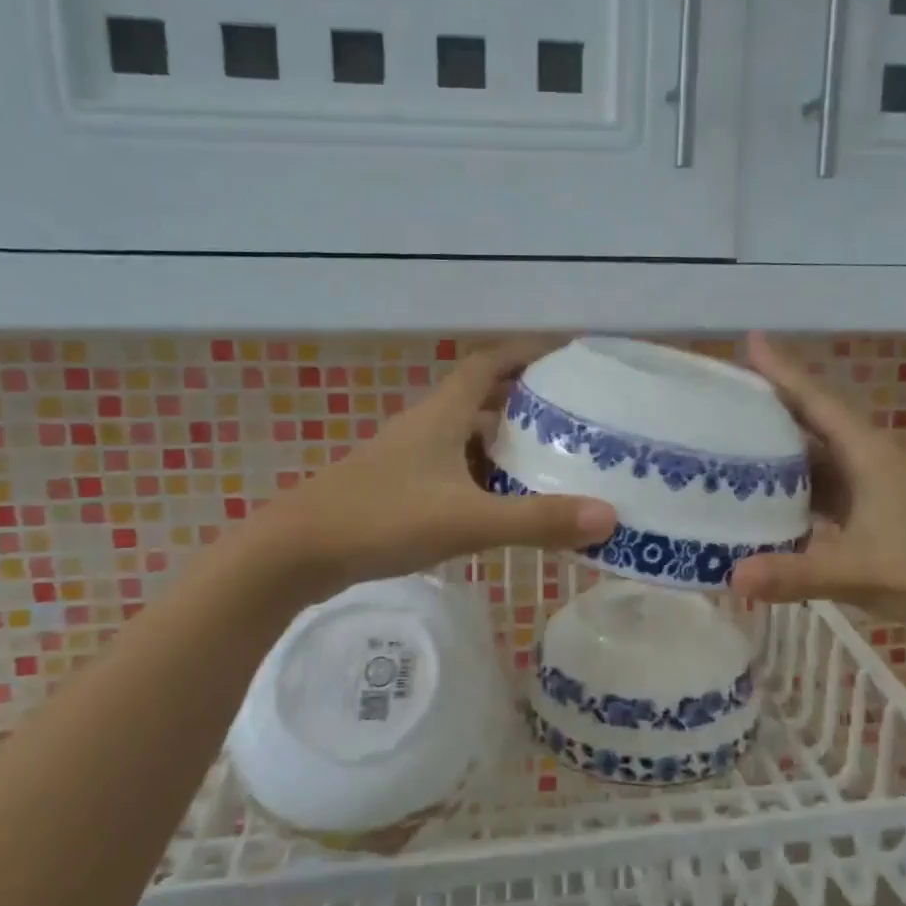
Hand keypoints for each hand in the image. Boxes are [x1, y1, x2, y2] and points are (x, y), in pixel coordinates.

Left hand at [267, 339, 616, 595]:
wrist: (297, 553)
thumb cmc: (381, 519)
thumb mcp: (467, 520)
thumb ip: (536, 520)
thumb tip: (609, 517)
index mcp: (442, 415)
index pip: (487, 363)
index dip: (525, 352)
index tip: (564, 355)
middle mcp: (425, 427)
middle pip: (480, 397)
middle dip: (523, 399)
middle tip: (570, 414)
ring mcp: (407, 458)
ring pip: (465, 435)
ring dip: (502, 440)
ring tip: (546, 459)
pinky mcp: (397, 487)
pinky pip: (451, 467)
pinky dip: (481, 474)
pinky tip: (499, 502)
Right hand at [730, 333, 905, 632]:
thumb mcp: (859, 571)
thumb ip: (796, 574)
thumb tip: (732, 576)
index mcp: (868, 455)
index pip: (817, 401)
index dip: (783, 370)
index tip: (749, 340)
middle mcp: (868, 461)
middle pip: (813, 422)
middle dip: (771, 406)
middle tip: (724, 395)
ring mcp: (872, 488)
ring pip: (817, 458)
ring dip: (780, 449)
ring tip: (733, 442)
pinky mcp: (873, 513)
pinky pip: (823, 489)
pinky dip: (795, 488)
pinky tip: (767, 499)